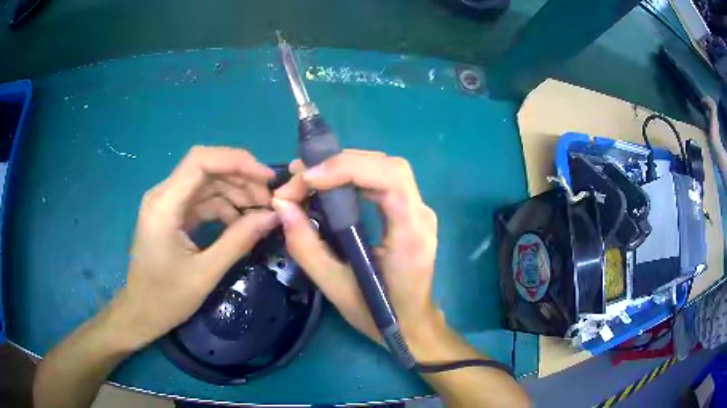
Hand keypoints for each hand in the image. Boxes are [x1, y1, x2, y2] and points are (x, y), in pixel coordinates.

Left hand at [109, 146, 278, 350]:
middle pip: (206, 167)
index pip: (201, 162)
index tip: (268, 178)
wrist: (141, 312)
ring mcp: (166, 203)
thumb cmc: (167, 298)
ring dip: (235, 191)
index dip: (237, 161)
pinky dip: (223, 205)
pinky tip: (240, 221)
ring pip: (206, 181)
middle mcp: (162, 195)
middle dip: (240, 177)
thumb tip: (273, 216)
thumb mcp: (205, 273)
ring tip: (260, 211)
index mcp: (164, 206)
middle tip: (269, 200)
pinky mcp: (171, 213)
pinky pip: (201, 199)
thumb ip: (238, 241)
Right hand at [273, 150, 441, 355]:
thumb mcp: (335, 287)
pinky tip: (330, 183)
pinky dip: (354, 174)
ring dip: (345, 166)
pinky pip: (385, 180)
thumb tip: (281, 206)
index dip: (348, 168)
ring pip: (386, 168)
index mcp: (411, 236)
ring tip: (308, 178)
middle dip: (341, 164)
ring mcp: (420, 211)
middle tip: (299, 178)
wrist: (412, 324)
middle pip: (388, 167)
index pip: (391, 179)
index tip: (307, 179)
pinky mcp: (411, 212)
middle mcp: (422, 216)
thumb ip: (306, 247)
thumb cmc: (379, 314)